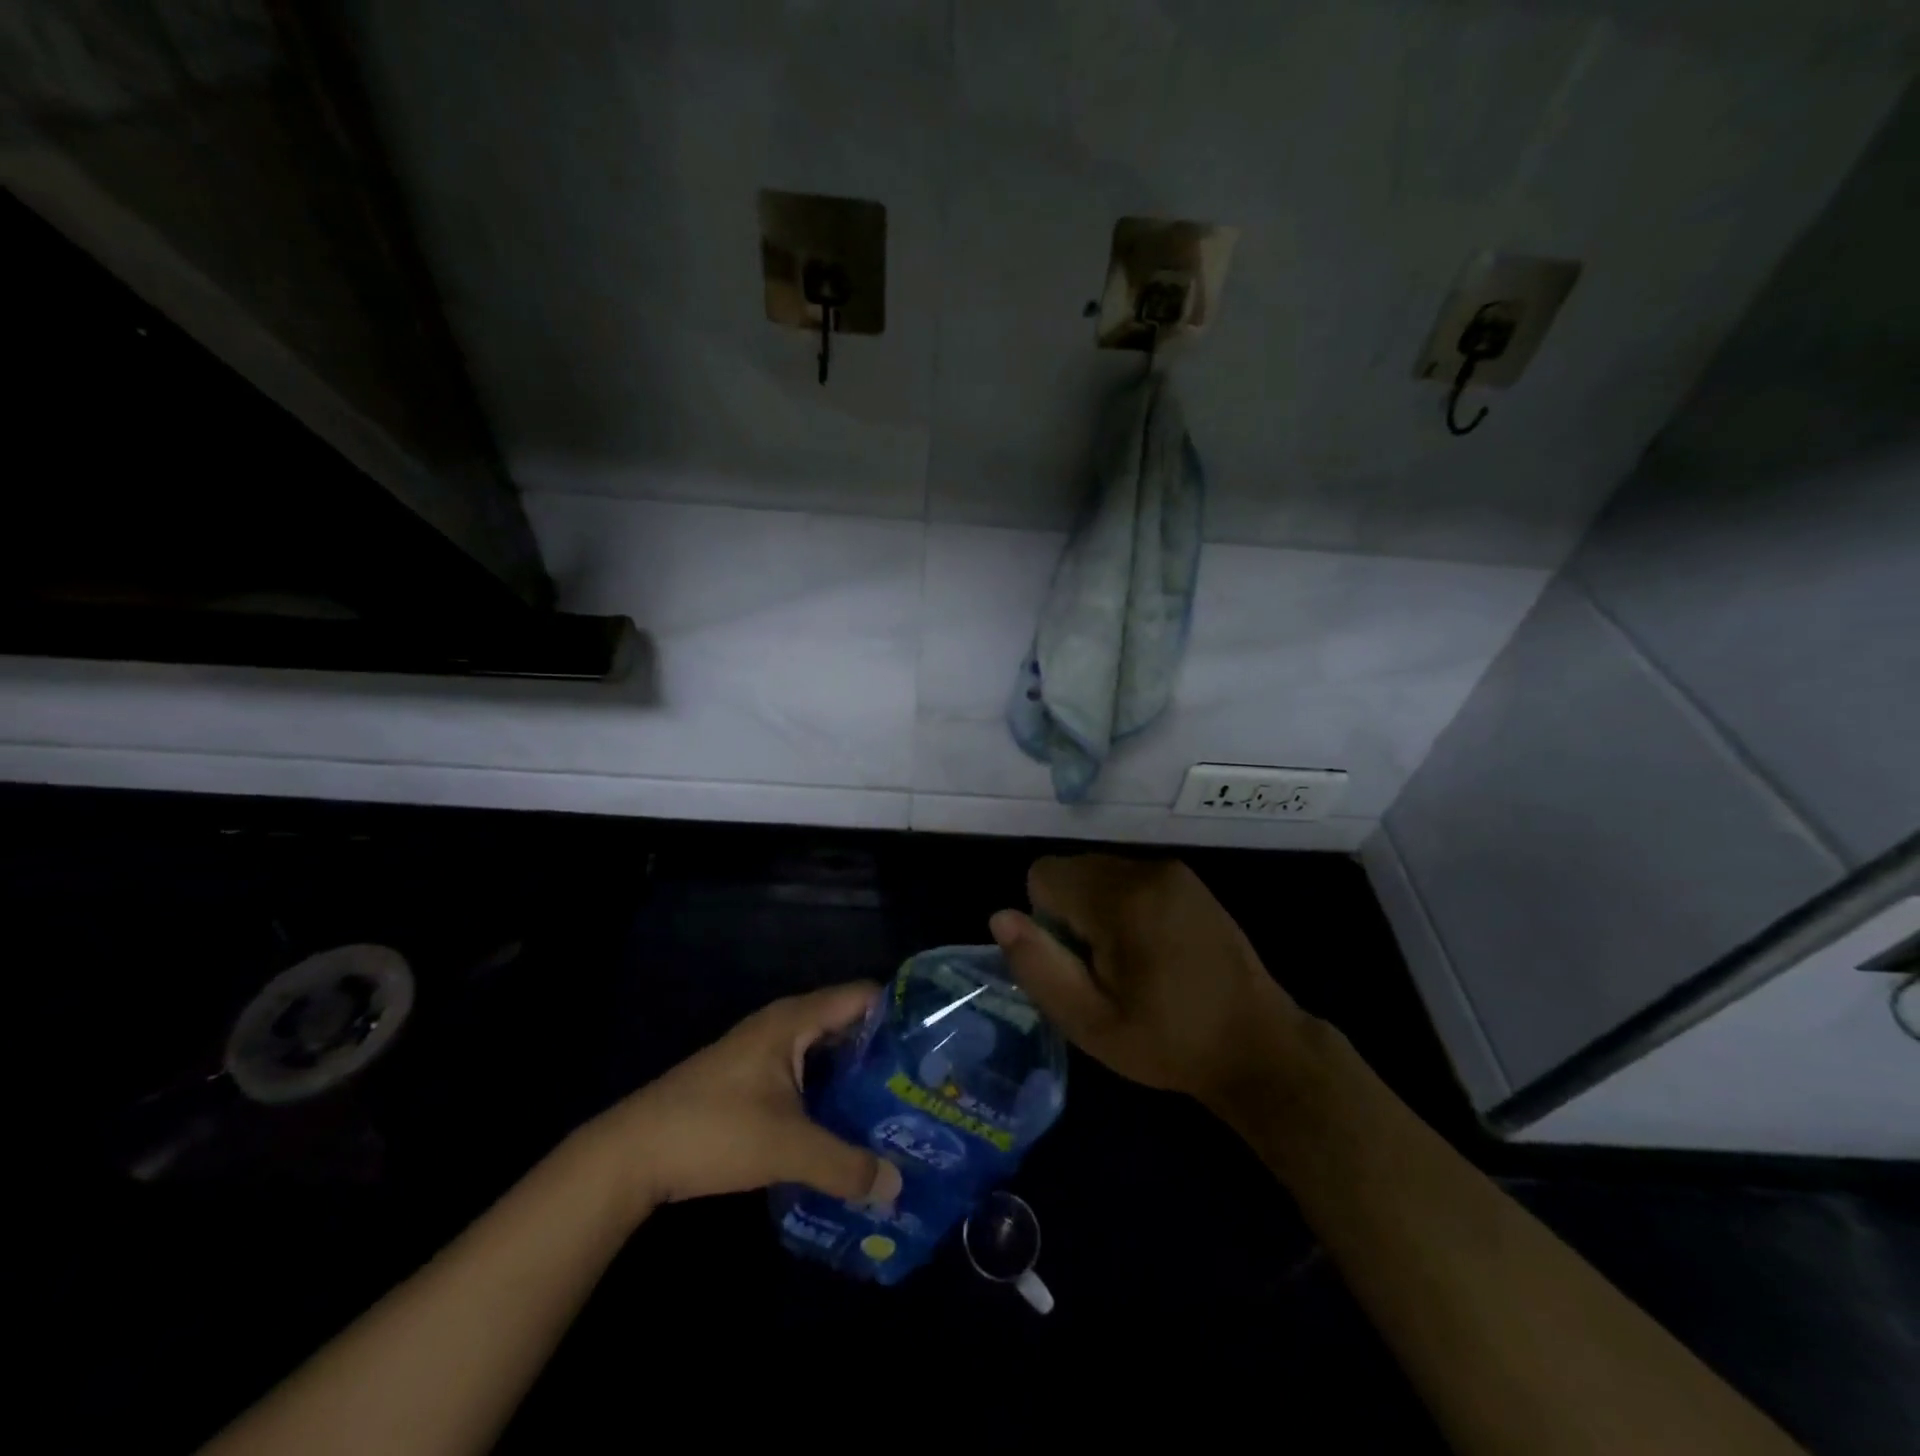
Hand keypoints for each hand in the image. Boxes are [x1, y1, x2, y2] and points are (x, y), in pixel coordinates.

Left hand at [596, 983, 903, 1211]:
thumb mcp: (786, 1147)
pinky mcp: (755, 1079)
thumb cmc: (714, 1130)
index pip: (863, 996)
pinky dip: (832, 1091)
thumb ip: (845, 1164)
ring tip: (902, 1107)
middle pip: (849, 1024)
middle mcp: (784, 1024)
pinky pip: (808, 1073)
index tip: (937, 1043)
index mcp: (795, 1019)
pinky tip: (852, 1126)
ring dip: (859, 1076)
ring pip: (827, 1053)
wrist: (632, 1154)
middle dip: (886, 1052)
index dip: (901, 1013)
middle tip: (928, 1083)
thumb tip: (897, 1186)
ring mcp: (767, 1051)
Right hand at [990, 856, 1312, 1111]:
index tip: (1078, 963)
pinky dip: (1122, 904)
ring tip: (1130, 962)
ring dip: (1095, 908)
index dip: (1046, 921)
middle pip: (1070, 869)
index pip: (1043, 875)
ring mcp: (1172, 871)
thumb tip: (1000, 917)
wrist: (1259, 1046)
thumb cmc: (1169, 1042)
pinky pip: (1128, 877)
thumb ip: (1038, 967)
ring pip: (1097, 871)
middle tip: (1103, 969)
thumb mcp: (1090, 1023)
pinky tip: (1152, 949)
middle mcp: (1146, 869)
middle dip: (1070, 913)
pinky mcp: (1189, 880)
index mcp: (1122, 900)